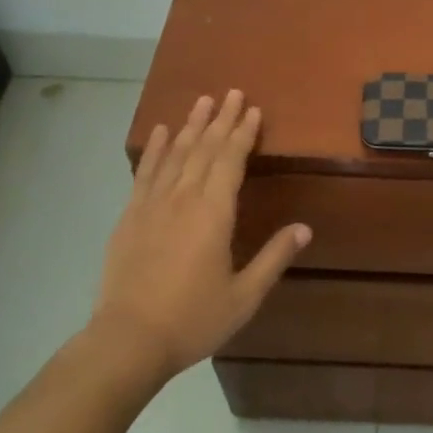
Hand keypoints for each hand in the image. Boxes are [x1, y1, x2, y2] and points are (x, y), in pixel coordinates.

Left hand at [91, 90, 309, 383]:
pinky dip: (154, 149)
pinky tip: (160, 132)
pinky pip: (145, 173)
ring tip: (203, 101)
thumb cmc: (192, 319)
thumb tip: (305, 228)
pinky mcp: (130, 216)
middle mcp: (184, 198)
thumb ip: (274, 258)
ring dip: (191, 125)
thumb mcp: (244, 296)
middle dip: (222, 119)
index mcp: (214, 212)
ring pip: (176, 153)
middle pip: (205, 148)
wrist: (127, 340)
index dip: (243, 133)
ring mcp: (153, 204)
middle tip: (233, 92)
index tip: (253, 110)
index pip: (231, 160)